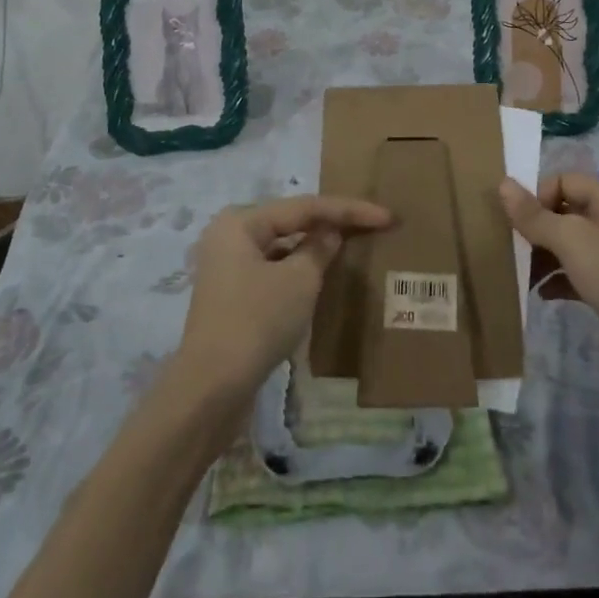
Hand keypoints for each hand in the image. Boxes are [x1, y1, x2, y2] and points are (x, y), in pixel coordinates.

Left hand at [174, 195, 391, 410]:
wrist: (211, 391)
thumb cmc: (256, 322)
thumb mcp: (300, 281)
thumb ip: (320, 248)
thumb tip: (330, 233)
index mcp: (240, 222)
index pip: (304, 206)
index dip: (349, 209)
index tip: (387, 216)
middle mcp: (229, 236)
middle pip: (291, 221)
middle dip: (331, 223)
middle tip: (372, 224)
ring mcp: (227, 268)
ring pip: (281, 247)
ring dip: (315, 247)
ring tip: (352, 246)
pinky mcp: (232, 296)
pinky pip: (273, 270)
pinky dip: (298, 270)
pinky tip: (322, 277)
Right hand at [501, 173, 598, 415]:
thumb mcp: (572, 239)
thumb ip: (534, 215)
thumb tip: (502, 183)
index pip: (566, 181)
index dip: (539, 195)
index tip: (517, 221)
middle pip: (565, 212)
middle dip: (536, 226)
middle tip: (511, 245)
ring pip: (568, 245)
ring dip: (542, 255)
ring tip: (520, 271)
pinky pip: (574, 274)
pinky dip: (555, 279)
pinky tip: (540, 293)